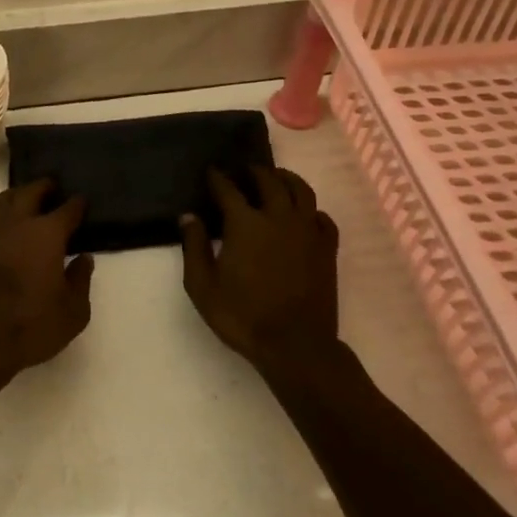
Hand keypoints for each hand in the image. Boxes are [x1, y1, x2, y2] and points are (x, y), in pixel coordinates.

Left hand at [0, 180, 93, 376]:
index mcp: (46, 234)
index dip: (76, 204)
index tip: (82, 201)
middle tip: (52, 187)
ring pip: (2, 202)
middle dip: (43, 187)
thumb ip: (81, 280)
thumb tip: (83, 258)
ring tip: (24, 200)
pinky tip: (4, 232)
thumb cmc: (34, 325)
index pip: (67, 210)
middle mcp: (17, 225)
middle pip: (29, 192)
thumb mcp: (74, 311)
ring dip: (16, 196)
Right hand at [180, 165, 339, 368]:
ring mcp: (307, 232)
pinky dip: (311, 210)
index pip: (228, 189)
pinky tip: (304, 215)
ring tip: (276, 179)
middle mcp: (279, 218)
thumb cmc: (243, 316)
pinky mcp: (327, 249)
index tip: (212, 171)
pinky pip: (322, 218)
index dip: (218, 177)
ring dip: (286, 179)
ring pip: (302, 191)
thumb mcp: (202, 286)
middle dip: (254, 171)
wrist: (295, 346)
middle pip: (269, 180)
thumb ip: (194, 247)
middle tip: (244, 171)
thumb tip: (189, 216)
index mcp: (246, 224)